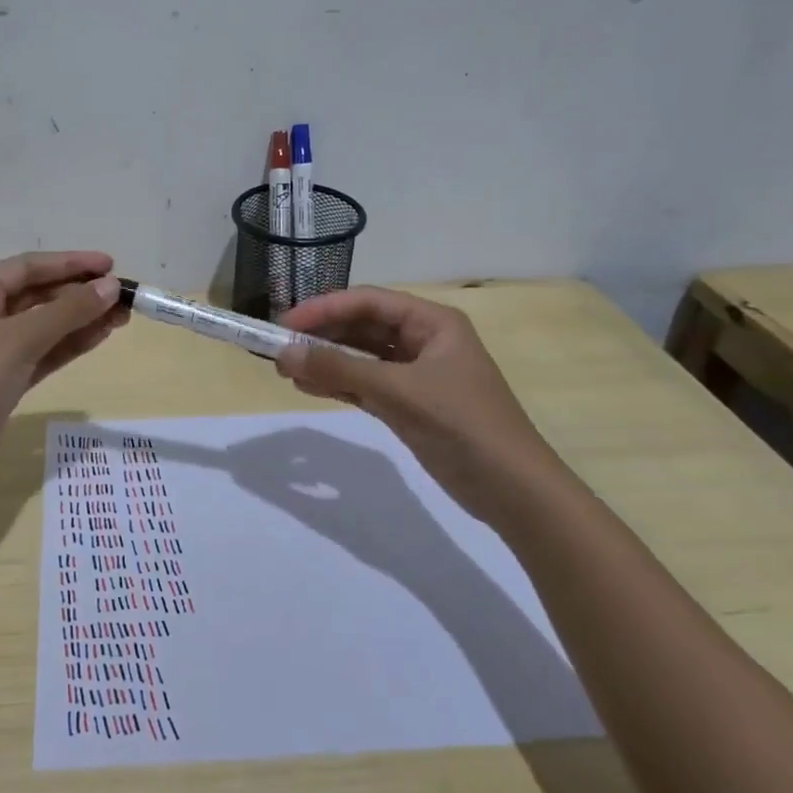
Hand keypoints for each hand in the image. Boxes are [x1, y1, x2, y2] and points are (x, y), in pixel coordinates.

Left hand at [0, 251, 125, 471]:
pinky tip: (100, 336)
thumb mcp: (19, 340)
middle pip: (38, 294)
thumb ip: (67, 311)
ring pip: (45, 325)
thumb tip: (110, 286)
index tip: (111, 264)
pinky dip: (70, 344)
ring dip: (81, 319)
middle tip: (123, 296)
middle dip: (80, 293)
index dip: (70, 263)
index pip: (28, 267)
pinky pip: (44, 351)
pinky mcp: (6, 379)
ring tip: (122, 316)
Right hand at [273, 286, 570, 521]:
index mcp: (432, 323)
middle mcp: (423, 341)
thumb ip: (339, 370)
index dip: (324, 309)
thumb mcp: (398, 392)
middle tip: (279, 350)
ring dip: (326, 361)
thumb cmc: (462, 425)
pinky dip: (338, 384)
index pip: (368, 302)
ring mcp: (416, 374)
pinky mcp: (409, 404)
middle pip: (362, 327)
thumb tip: (283, 355)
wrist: (513, 489)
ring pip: (360, 357)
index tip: (284, 324)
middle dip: (321, 336)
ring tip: (285, 370)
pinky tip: (309, 387)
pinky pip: (365, 384)